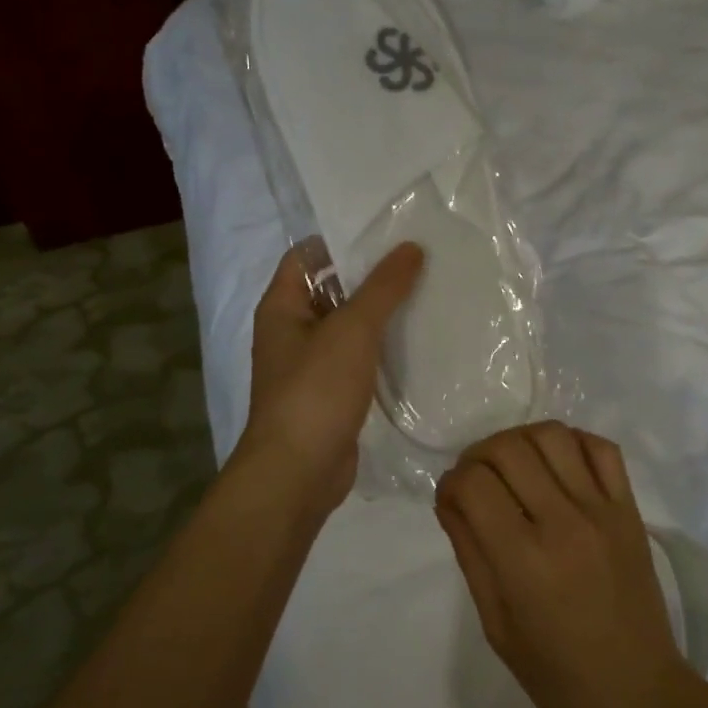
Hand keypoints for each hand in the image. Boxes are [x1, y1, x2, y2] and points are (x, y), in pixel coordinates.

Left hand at [237, 241, 423, 518]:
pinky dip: (381, 351)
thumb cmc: (316, 390)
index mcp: (281, 307)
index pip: (306, 257)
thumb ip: (383, 287)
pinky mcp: (330, 395)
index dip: (340, 242)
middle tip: (418, 263)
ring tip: (426, 296)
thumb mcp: (353, 329)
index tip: (386, 236)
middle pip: (330, 290)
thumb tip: (411, 247)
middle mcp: (291, 332)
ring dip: (379, 315)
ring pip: (347, 328)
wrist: (298, 472)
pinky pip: (357, 361)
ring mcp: (310, 366)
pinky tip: (417, 344)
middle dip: (369, 278)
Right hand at [435, 422, 699, 707]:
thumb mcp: (495, 624)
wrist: (637, 692)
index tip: (452, 499)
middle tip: (477, 480)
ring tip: (515, 466)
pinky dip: (572, 442)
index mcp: (523, 561)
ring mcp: (602, 510)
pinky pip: (602, 448)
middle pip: (508, 448)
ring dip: (521, 440)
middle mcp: (563, 523)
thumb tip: (450, 497)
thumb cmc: (556, 673)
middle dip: (478, 455)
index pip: (473, 485)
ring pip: (553, 435)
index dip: (450, 483)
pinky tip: (557, 465)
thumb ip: (470, 552)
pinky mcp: (630, 509)